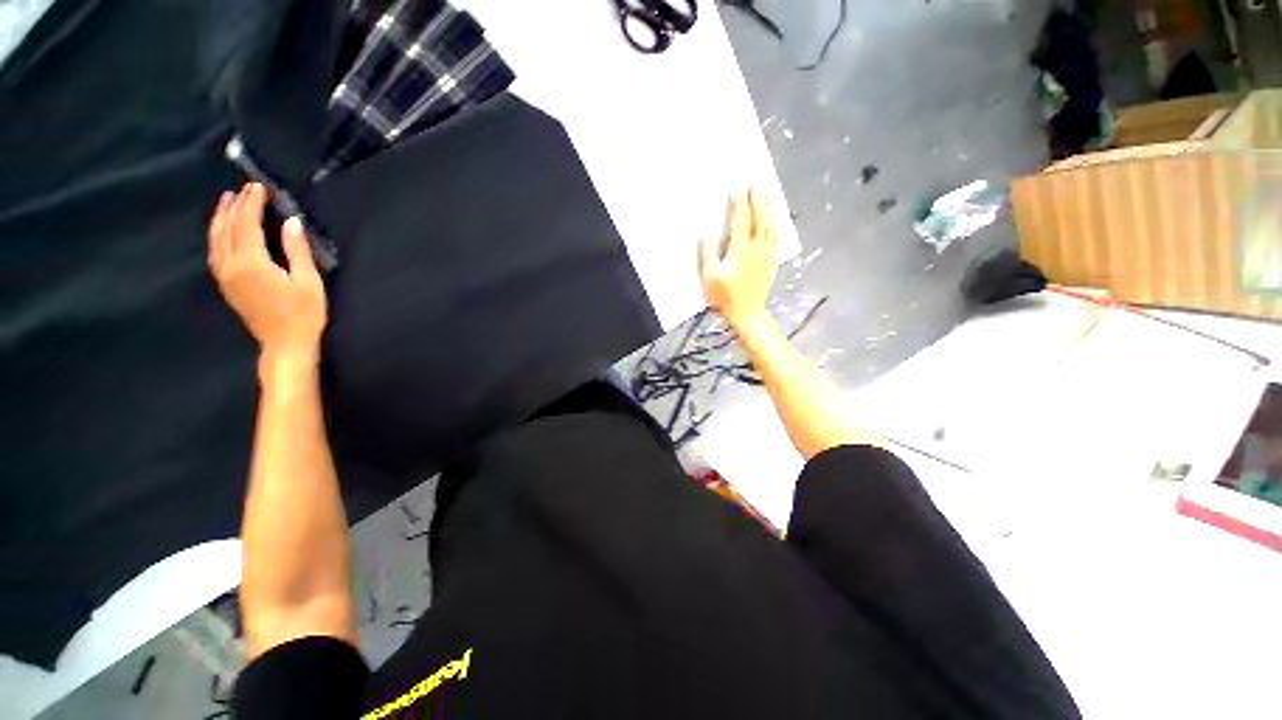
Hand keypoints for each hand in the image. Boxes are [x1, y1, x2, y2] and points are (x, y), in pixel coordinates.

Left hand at [208, 184, 326, 367]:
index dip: (252, 204)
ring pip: (216, 239)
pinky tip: (222, 231)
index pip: (247, 224)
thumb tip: (291, 221)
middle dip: (236, 206)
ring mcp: (225, 276)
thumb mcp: (308, 281)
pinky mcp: (226, 284)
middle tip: (245, 189)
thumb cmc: (304, 313)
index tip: (258, 186)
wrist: (285, 343)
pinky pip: (215, 252)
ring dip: (221, 218)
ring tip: (226, 201)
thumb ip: (297, 250)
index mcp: (252, 262)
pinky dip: (217, 235)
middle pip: (228, 228)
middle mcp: (231, 265)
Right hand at [699, 191, 776, 329]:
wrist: (747, 313)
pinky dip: (775, 226)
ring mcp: (766, 256)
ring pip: (771, 227)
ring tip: (767, 196)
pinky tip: (774, 222)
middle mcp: (757, 249)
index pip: (741, 220)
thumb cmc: (725, 297)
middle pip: (760, 219)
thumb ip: (708, 254)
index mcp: (740, 250)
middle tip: (756, 185)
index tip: (738, 188)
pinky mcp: (771, 263)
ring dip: (769, 210)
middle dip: (758, 200)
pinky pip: (775, 239)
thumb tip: (706, 233)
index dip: (740, 203)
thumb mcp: (709, 277)